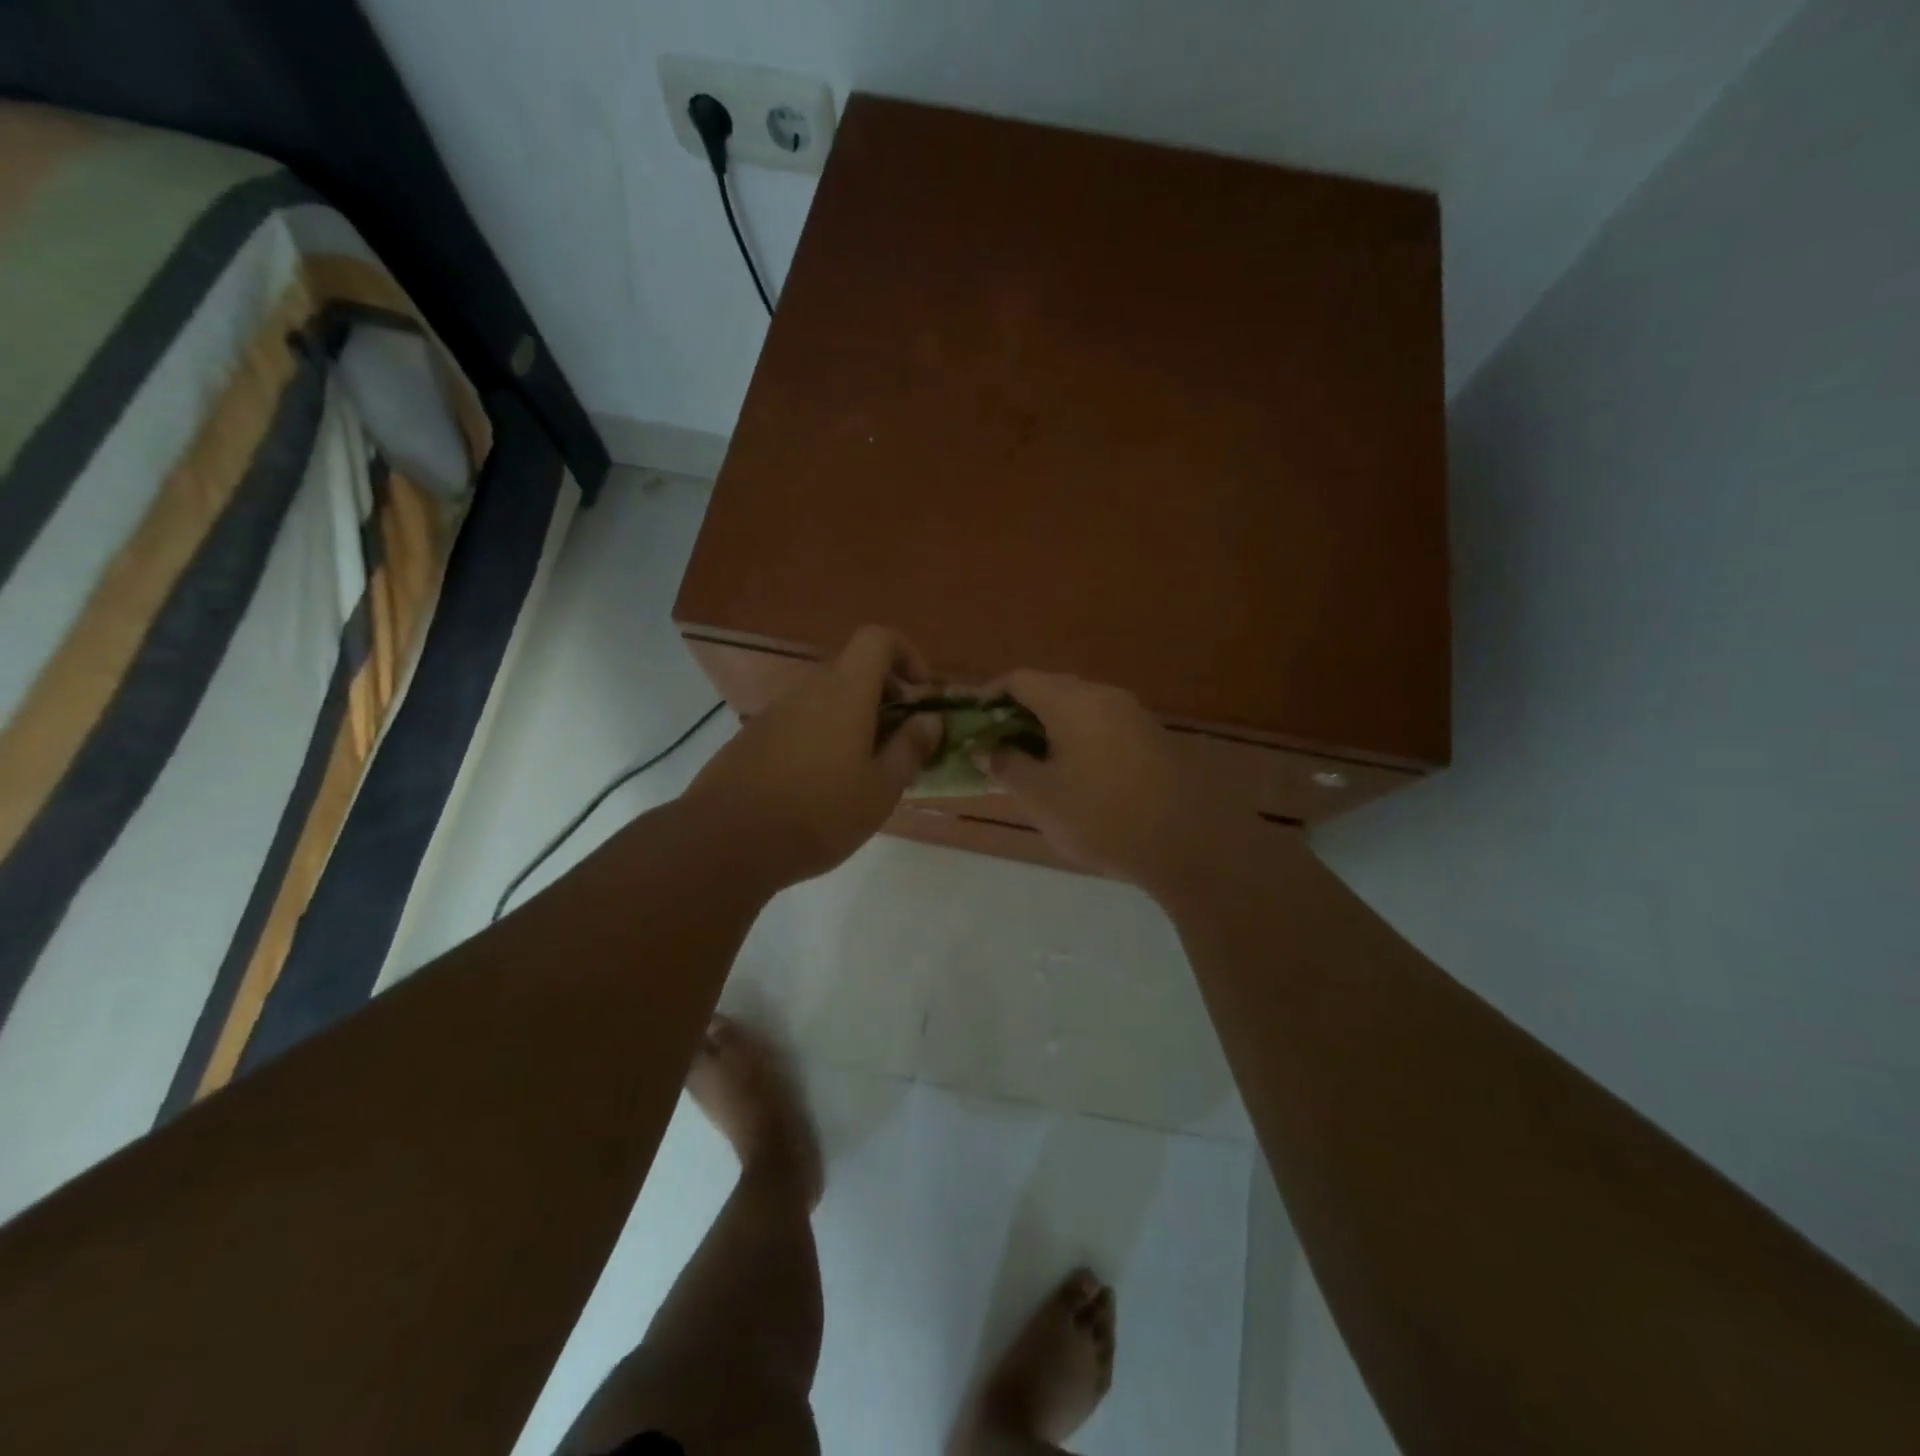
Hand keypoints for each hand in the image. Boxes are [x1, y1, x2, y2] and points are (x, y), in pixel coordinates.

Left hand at [685, 626, 940, 887]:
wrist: (727, 841)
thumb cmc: (820, 812)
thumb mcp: (880, 789)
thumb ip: (910, 748)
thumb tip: (930, 719)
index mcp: (845, 691)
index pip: (878, 639)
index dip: (906, 654)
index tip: (920, 692)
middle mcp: (809, 690)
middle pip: (853, 672)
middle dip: (885, 698)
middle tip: (900, 742)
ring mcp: (776, 713)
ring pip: (827, 701)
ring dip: (854, 722)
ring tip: (865, 774)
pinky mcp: (753, 738)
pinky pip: (801, 723)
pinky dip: (824, 738)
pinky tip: (824, 788)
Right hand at [986, 670, 1237, 888]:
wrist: (1190, 843)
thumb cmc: (1103, 817)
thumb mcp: (1041, 797)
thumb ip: (1005, 765)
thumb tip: (985, 748)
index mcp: (1073, 701)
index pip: (1020, 679)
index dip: (990, 696)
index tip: (974, 723)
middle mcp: (1104, 695)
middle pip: (1051, 688)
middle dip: (1020, 712)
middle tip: (999, 746)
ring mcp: (1133, 714)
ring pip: (1079, 707)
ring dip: (1050, 727)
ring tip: (1033, 762)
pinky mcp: (1152, 737)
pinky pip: (1103, 724)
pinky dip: (1079, 738)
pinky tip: (1075, 773)